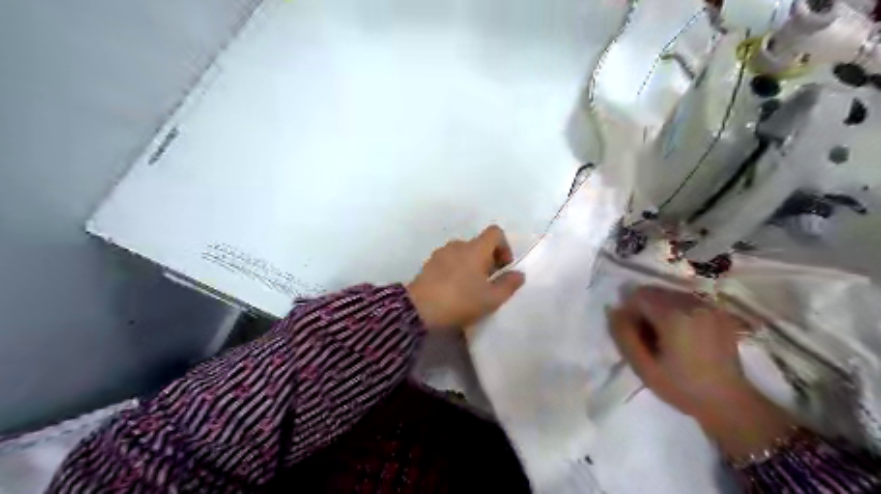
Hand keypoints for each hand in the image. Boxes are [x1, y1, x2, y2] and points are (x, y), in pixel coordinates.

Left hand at [406, 226, 521, 334]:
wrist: (419, 309)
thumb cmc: (460, 300)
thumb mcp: (491, 299)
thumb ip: (508, 285)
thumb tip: (518, 274)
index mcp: (475, 248)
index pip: (495, 232)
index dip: (504, 246)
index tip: (503, 267)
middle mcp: (458, 245)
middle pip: (479, 244)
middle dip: (488, 260)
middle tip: (489, 283)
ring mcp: (441, 253)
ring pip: (463, 253)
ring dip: (472, 266)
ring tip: (471, 289)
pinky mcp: (428, 264)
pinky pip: (449, 261)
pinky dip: (456, 270)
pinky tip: (454, 291)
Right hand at [615, 286, 749, 415]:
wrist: (729, 403)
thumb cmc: (682, 387)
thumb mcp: (643, 366)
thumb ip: (624, 335)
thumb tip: (613, 310)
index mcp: (674, 315)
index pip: (638, 295)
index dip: (628, 311)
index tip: (631, 333)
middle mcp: (692, 303)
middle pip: (654, 292)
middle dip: (643, 309)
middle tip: (645, 336)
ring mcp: (708, 306)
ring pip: (669, 294)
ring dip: (658, 309)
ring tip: (663, 336)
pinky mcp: (717, 312)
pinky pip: (686, 301)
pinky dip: (675, 311)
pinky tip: (680, 334)